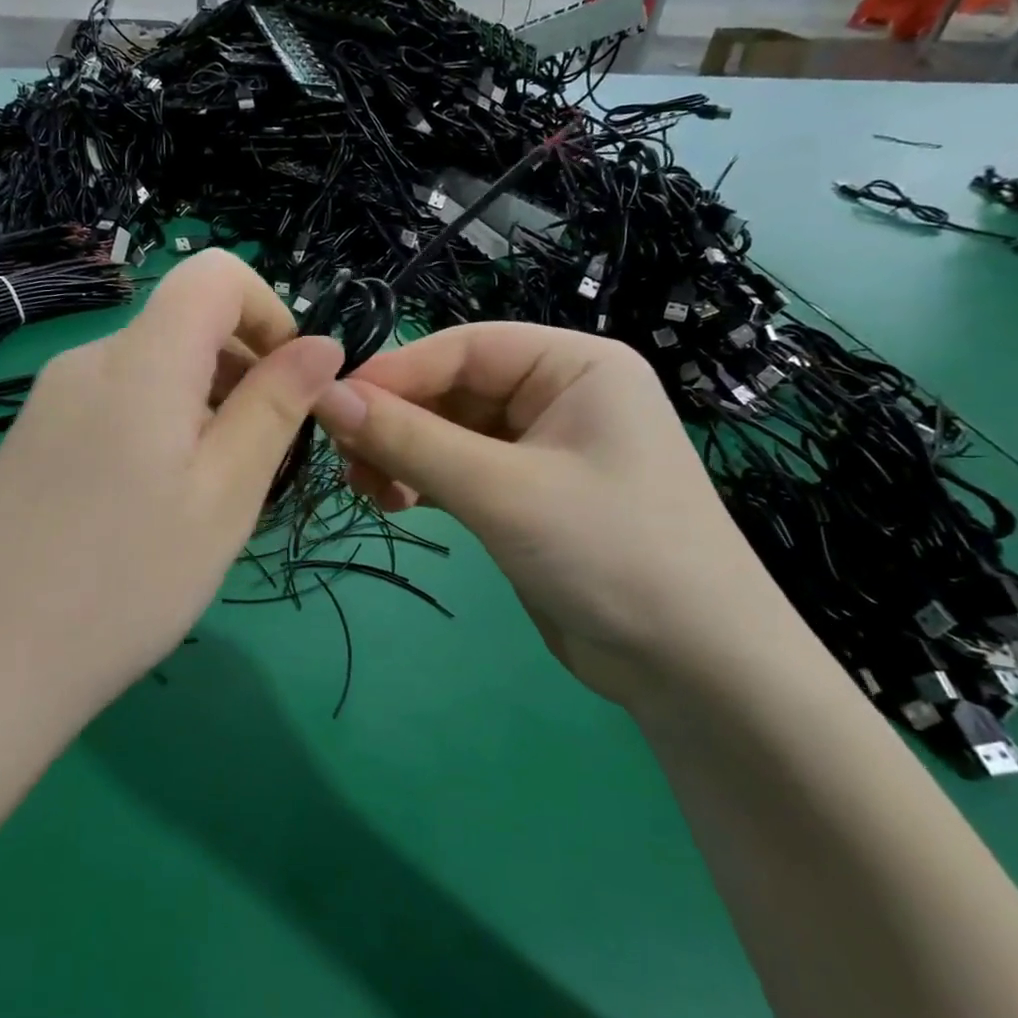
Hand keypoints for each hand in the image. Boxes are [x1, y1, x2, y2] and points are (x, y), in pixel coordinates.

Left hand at [0, 250, 342, 722]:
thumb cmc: (125, 582)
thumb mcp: (225, 496)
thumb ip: (275, 407)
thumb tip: (321, 345)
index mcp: (140, 360)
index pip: (214, 274)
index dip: (269, 311)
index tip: (291, 385)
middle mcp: (87, 361)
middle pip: (184, 327)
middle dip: (241, 375)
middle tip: (257, 468)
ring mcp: (49, 402)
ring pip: (152, 374)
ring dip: (201, 412)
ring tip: (205, 502)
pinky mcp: (30, 441)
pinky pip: (113, 408)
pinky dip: (156, 433)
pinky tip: (149, 512)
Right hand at [313, 323, 807, 709]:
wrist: (693, 669)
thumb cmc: (611, 554)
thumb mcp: (501, 490)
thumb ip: (410, 440)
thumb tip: (324, 396)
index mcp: (574, 365)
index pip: (463, 347)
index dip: (394, 373)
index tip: (329, 406)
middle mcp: (558, 395)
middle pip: (451, 388)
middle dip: (395, 420)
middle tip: (343, 458)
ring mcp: (542, 447)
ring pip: (448, 431)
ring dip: (402, 453)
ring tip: (365, 487)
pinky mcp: (526, 494)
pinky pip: (458, 469)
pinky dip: (422, 481)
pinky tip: (394, 502)